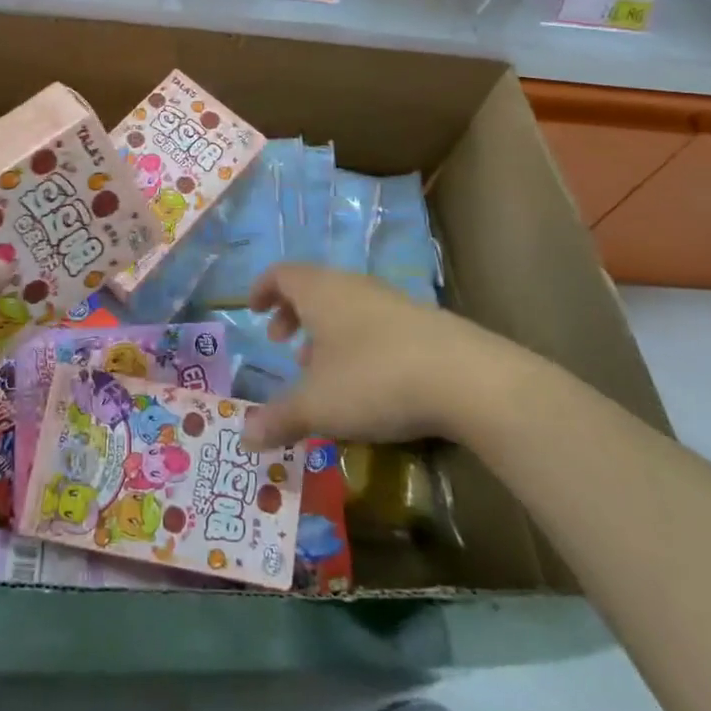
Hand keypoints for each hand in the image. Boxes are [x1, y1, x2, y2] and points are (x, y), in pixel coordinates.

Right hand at [239, 264, 491, 449]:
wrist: (466, 378)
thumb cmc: (374, 379)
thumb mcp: (318, 405)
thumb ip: (279, 418)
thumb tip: (244, 436)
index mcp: (320, 292)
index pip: (282, 274)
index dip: (263, 289)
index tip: (253, 310)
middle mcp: (353, 287)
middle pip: (313, 288)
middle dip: (292, 315)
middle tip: (281, 345)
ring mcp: (391, 302)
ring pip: (345, 307)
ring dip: (326, 332)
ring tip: (320, 370)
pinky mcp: (422, 323)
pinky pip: (374, 323)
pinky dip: (356, 343)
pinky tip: (366, 382)